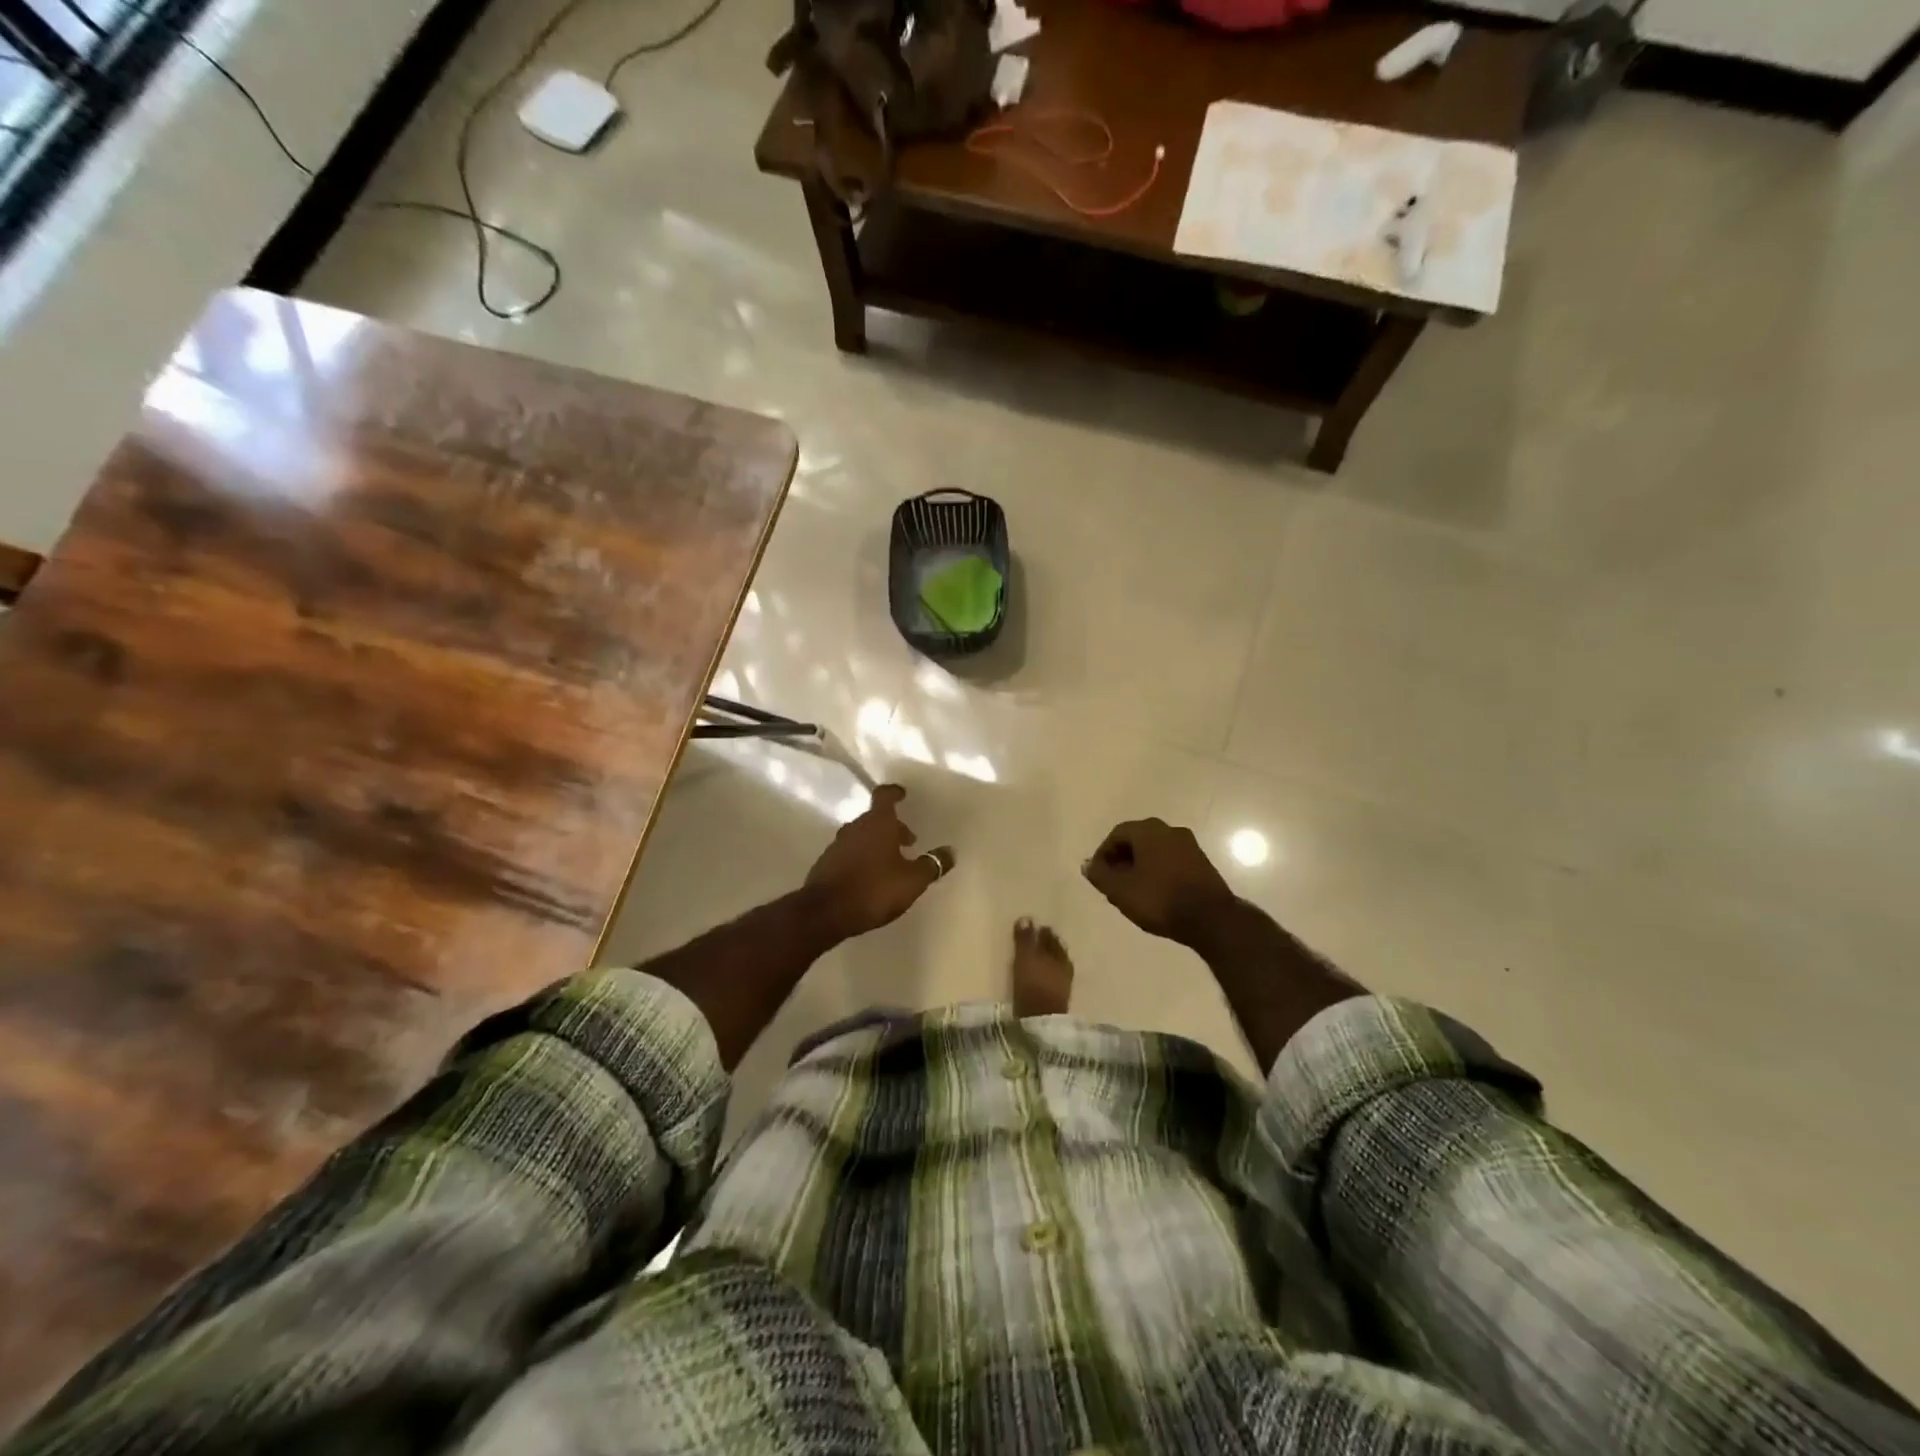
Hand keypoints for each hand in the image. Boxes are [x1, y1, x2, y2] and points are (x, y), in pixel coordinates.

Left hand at [805, 785, 954, 938]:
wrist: (824, 912)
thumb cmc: (874, 889)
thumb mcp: (912, 880)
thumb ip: (932, 864)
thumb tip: (950, 852)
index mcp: (877, 824)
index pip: (884, 796)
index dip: (894, 792)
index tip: (903, 794)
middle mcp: (855, 828)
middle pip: (875, 818)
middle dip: (892, 826)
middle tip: (908, 841)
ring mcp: (837, 845)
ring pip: (861, 836)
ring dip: (877, 843)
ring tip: (892, 862)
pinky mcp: (826, 864)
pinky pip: (849, 853)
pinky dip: (862, 857)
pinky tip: (870, 876)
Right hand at [1082, 818, 1235, 945]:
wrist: (1210, 918)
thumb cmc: (1158, 899)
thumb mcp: (1120, 890)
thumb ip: (1100, 875)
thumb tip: (1088, 865)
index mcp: (1148, 830)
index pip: (1117, 834)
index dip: (1103, 853)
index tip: (1099, 875)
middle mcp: (1170, 830)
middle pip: (1137, 839)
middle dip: (1122, 859)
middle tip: (1114, 882)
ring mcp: (1189, 845)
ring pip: (1155, 850)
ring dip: (1141, 865)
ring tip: (1133, 890)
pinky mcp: (1202, 862)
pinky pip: (1171, 860)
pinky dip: (1159, 871)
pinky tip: (1155, 892)